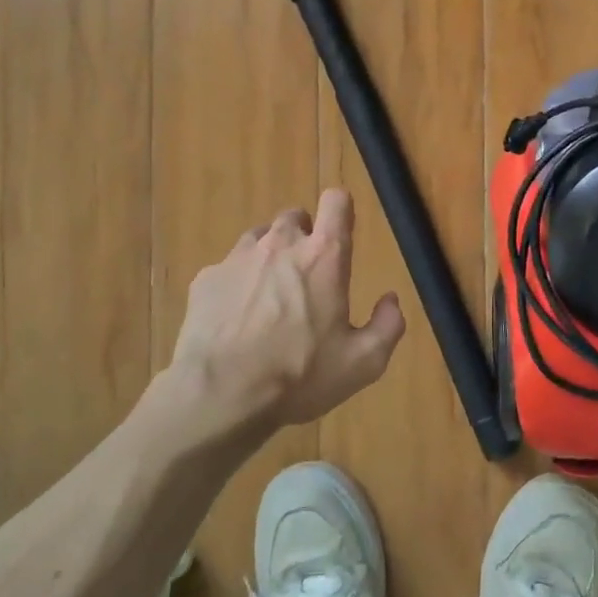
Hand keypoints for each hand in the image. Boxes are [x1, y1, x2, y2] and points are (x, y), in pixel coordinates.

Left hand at [168, 188, 405, 436]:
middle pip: (295, 217)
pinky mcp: (206, 279)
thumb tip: (391, 300)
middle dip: (304, 237)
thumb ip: (387, 326)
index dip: (341, 210)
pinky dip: (237, 284)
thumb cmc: (299, 375)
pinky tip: (236, 319)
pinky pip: (228, 269)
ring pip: (259, 239)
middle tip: (307, 277)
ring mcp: (238, 258)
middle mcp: (281, 244)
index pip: (336, 202)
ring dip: (270, 257)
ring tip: (270, 297)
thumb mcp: (363, 363)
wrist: (221, 394)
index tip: (341, 231)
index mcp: (324, 256)